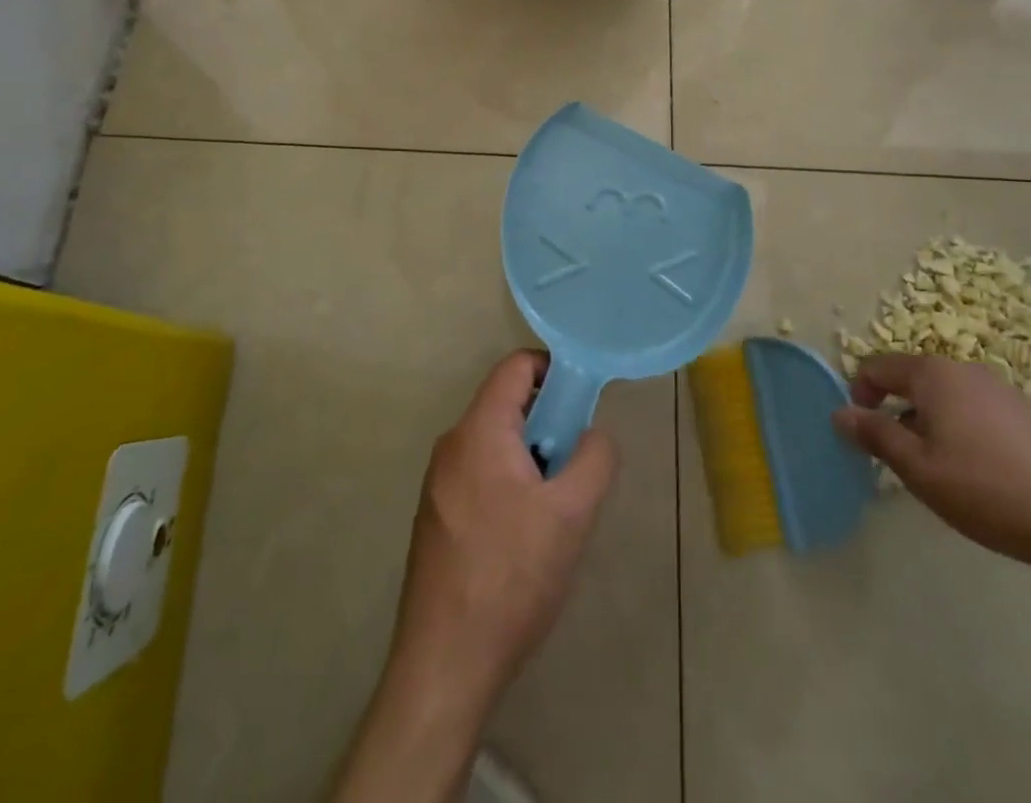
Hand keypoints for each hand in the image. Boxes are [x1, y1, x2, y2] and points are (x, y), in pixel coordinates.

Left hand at [390, 350, 617, 707]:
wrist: (444, 665)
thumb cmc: (511, 576)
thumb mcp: (572, 514)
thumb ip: (594, 458)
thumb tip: (593, 434)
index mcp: (479, 430)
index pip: (517, 366)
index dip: (555, 370)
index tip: (584, 403)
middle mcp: (452, 445)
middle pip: (507, 405)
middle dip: (549, 423)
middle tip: (576, 464)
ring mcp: (438, 483)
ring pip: (496, 444)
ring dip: (532, 458)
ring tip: (556, 508)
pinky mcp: (436, 517)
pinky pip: (480, 475)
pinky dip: (510, 483)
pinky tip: (526, 538)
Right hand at [831, 354, 1030, 572]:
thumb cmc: (988, 490)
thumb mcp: (919, 469)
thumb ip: (875, 436)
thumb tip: (840, 412)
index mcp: (932, 373)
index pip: (877, 367)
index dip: (859, 396)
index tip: (862, 436)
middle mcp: (964, 369)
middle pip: (911, 380)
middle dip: (895, 413)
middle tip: (900, 461)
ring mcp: (999, 389)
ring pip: (943, 398)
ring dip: (927, 425)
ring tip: (940, 474)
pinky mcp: (1025, 413)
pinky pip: (973, 411)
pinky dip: (959, 432)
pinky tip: (978, 476)